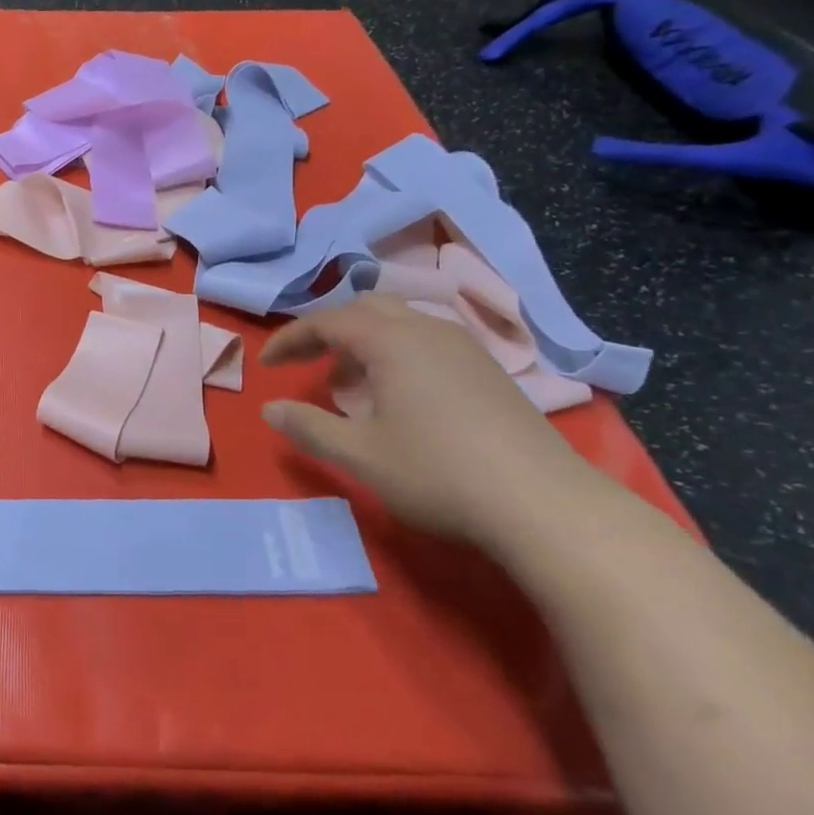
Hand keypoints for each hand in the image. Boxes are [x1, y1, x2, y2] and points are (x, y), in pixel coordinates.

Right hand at [259, 294, 604, 546]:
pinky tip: (400, 395)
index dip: (290, 339)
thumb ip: (309, 427)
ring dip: (365, 342)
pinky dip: (397, 353)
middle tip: (309, 363)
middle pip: (365, 309)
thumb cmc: (439, 473)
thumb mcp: (360, 454)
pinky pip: (427, 341)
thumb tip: (270, 409)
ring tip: (351, 383)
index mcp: (391, 340)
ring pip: (401, 323)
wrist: (546, 505)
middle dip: (329, 331)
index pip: (326, 322)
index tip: (267, 364)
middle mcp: (427, 330)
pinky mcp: (489, 371)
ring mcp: (464, 348)